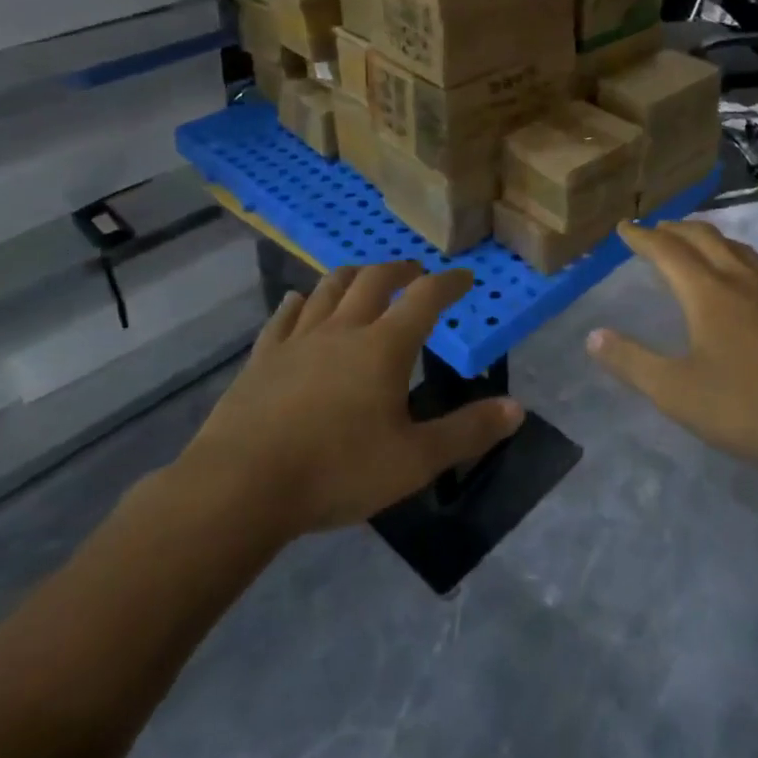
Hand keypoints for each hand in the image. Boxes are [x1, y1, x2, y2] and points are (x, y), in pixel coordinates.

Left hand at [181, 262, 522, 538]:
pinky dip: (299, 303)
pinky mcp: (262, 358)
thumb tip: (517, 409)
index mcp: (384, 347)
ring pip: (328, 289)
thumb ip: (467, 432)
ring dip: (353, 276)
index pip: (425, 297)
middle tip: (416, 272)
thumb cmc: (336, 471)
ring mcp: (298, 340)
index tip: (464, 277)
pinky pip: (283, 317)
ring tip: (364, 277)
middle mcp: (343, 329)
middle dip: (401, 270)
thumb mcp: (414, 461)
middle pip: (374, 280)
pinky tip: (299, 301)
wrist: (240, 487)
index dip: (449, 282)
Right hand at [587, 221, 757, 477]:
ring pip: (737, 248)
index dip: (642, 237)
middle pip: (704, 238)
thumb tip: (593, 336)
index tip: (625, 227)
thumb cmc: (749, 405)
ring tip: (697, 242)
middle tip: (656, 228)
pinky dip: (736, 257)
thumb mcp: (678, 392)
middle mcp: (741, 280)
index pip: (667, 251)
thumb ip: (632, 362)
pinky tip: (743, 283)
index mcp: (708, 292)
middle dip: (676, 229)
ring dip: (710, 238)